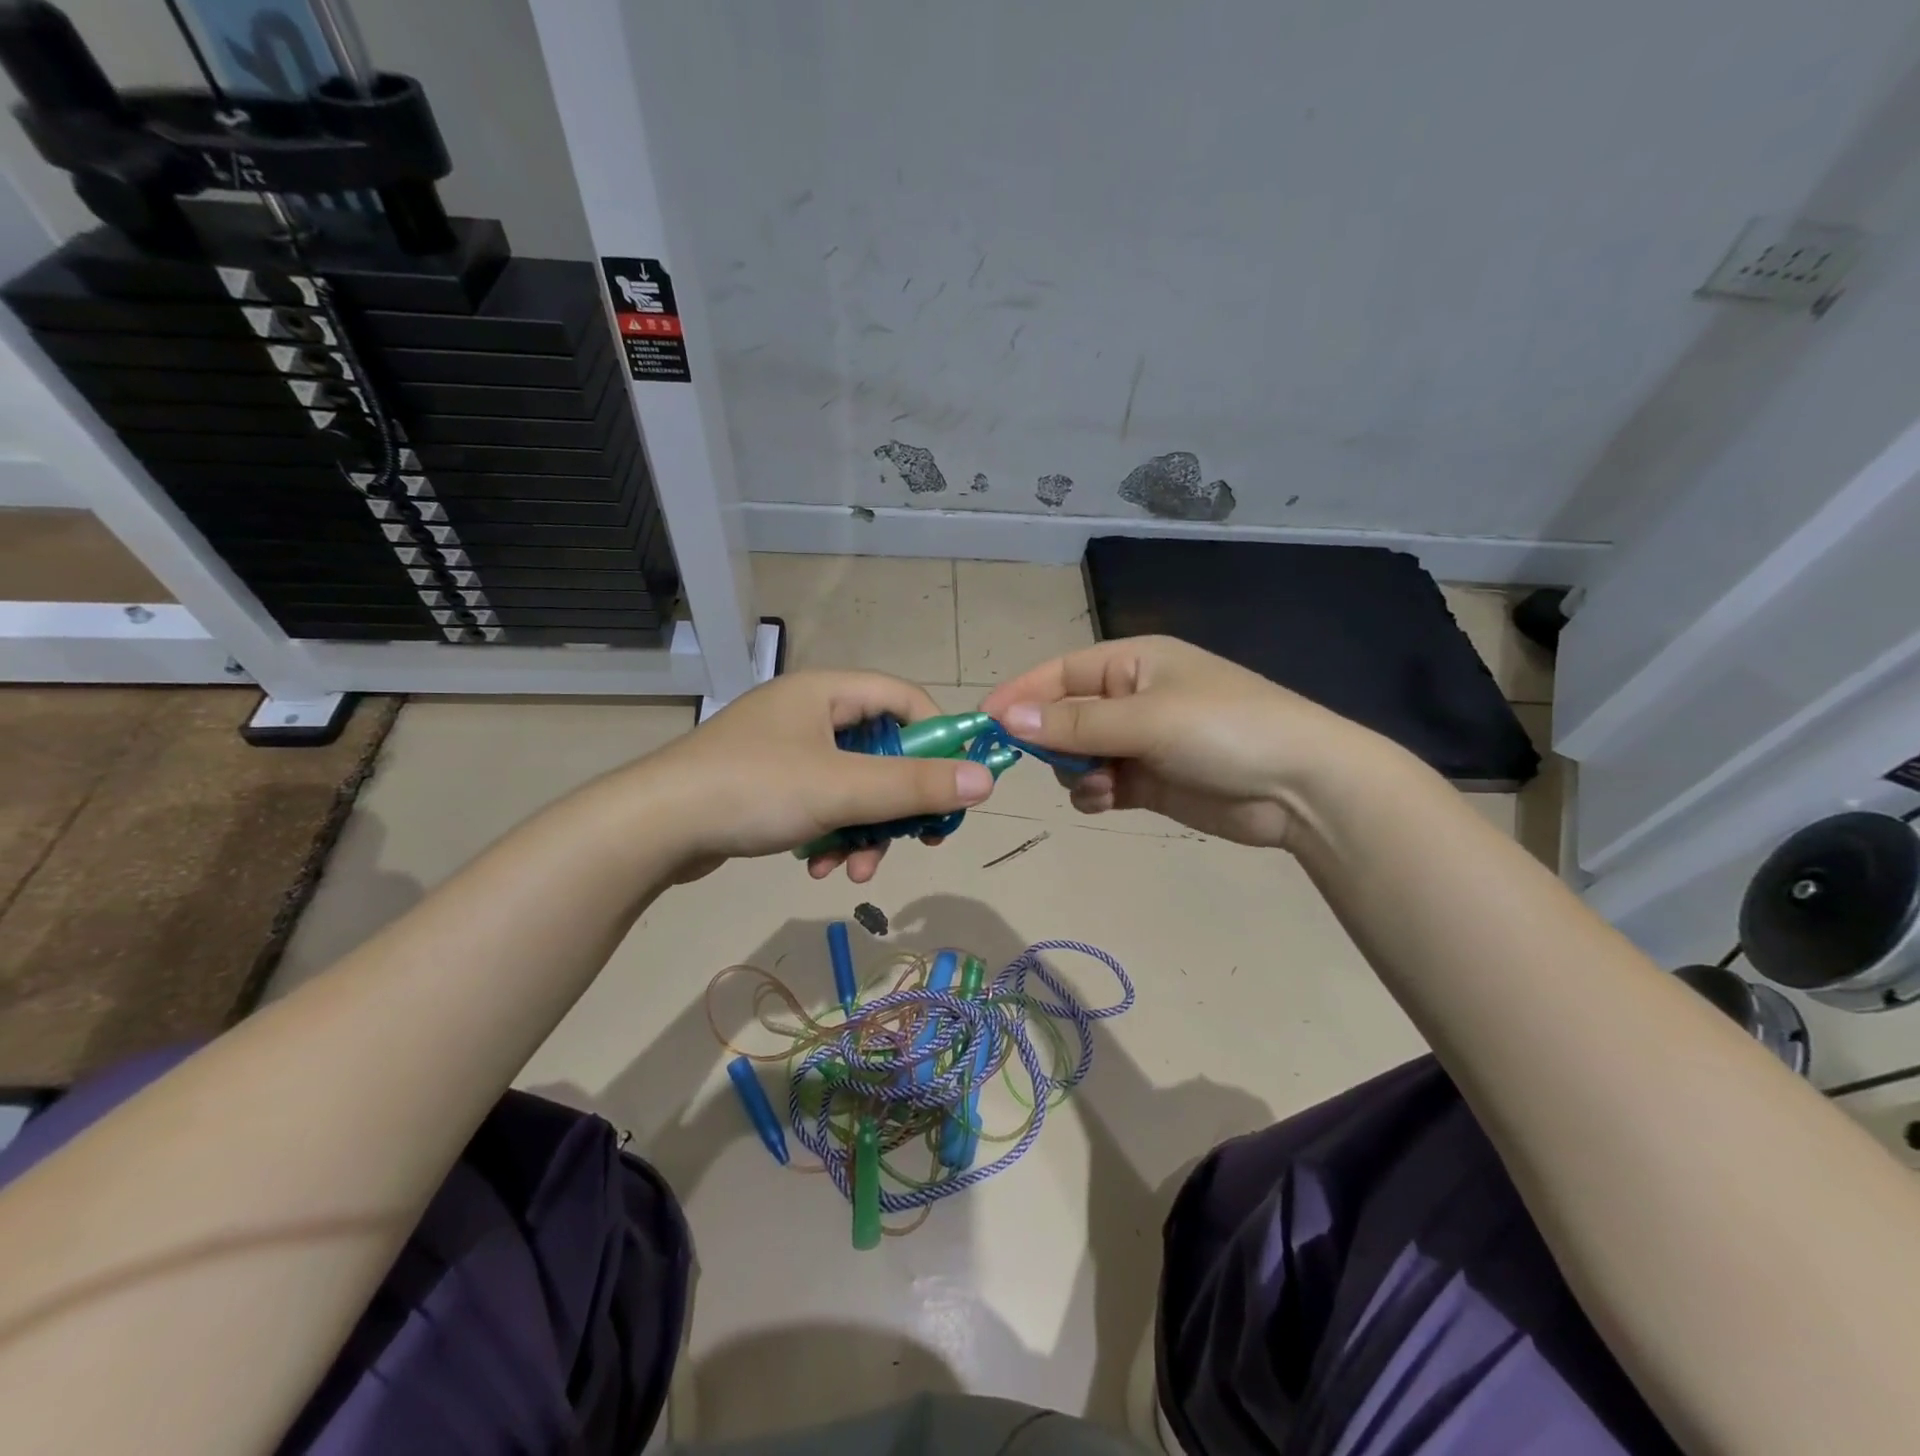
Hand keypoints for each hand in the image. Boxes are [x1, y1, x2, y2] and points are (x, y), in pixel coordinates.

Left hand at [643, 670, 994, 881]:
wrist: (651, 828)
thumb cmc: (754, 791)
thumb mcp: (842, 789)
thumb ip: (915, 785)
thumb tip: (986, 780)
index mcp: (828, 691)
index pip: (907, 699)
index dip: (939, 739)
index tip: (954, 787)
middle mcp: (810, 712)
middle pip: (883, 750)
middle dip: (898, 803)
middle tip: (917, 841)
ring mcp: (787, 749)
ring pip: (854, 785)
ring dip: (864, 829)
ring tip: (854, 869)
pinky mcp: (769, 783)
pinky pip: (822, 802)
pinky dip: (832, 832)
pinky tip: (821, 867)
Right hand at [980, 636, 1377, 850]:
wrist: (1301, 788)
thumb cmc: (1224, 730)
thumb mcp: (1145, 719)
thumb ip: (1075, 721)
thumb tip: (1007, 716)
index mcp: (1132, 662)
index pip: (1060, 673)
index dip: (1021, 695)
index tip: (983, 722)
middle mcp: (1132, 697)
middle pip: (1064, 715)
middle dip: (1051, 740)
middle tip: (1044, 763)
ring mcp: (1141, 740)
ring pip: (1078, 754)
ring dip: (1075, 771)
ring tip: (1097, 784)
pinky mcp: (1149, 780)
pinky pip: (1100, 782)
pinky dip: (1094, 792)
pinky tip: (1108, 798)